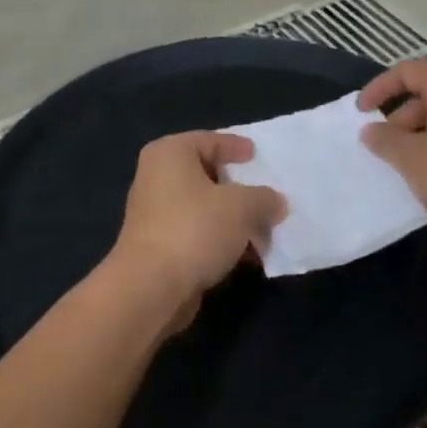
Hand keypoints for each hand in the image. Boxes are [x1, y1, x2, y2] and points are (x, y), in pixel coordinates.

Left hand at [109, 131, 285, 319]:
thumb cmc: (195, 229)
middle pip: (206, 174)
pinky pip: (198, 234)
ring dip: (234, 219)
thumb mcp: (242, 206)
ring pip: (204, 208)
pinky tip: (248, 255)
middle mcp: (156, 178)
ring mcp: (155, 214)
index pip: (208, 140)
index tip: (257, 154)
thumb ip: (264, 198)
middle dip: (239, 188)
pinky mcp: (159, 246)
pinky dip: (221, 240)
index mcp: (169, 154)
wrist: (151, 287)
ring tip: (266, 229)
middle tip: (267, 194)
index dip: (235, 146)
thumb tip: (275, 203)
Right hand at [357, 59, 426, 244]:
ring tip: (403, 164)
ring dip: (417, 135)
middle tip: (383, 147)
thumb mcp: (411, 158)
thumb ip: (385, 140)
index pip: (408, 71)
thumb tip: (371, 130)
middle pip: (426, 94)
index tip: (361, 112)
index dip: (379, 87)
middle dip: (398, 118)